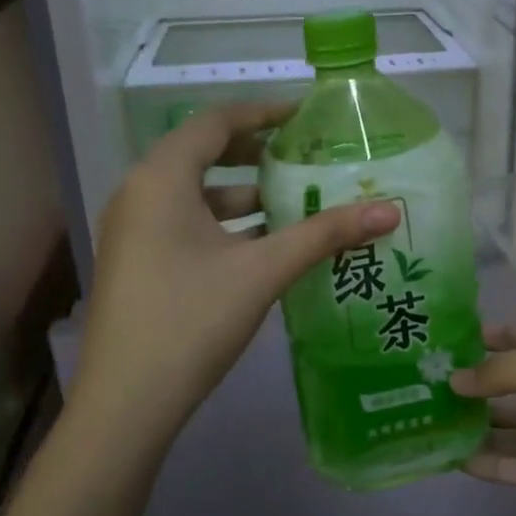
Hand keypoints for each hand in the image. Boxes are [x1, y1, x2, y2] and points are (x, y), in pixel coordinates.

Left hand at [68, 102, 399, 454]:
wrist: (127, 403)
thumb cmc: (193, 319)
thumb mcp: (263, 270)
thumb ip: (325, 235)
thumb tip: (388, 211)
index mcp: (161, 178)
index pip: (215, 122)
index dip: (262, 112)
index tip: (304, 116)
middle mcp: (138, 193)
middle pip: (202, 153)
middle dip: (254, 153)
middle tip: (302, 157)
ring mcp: (131, 230)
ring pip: (193, 193)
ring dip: (241, 194)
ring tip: (293, 203)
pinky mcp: (135, 262)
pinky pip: (182, 222)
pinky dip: (222, 223)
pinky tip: (261, 245)